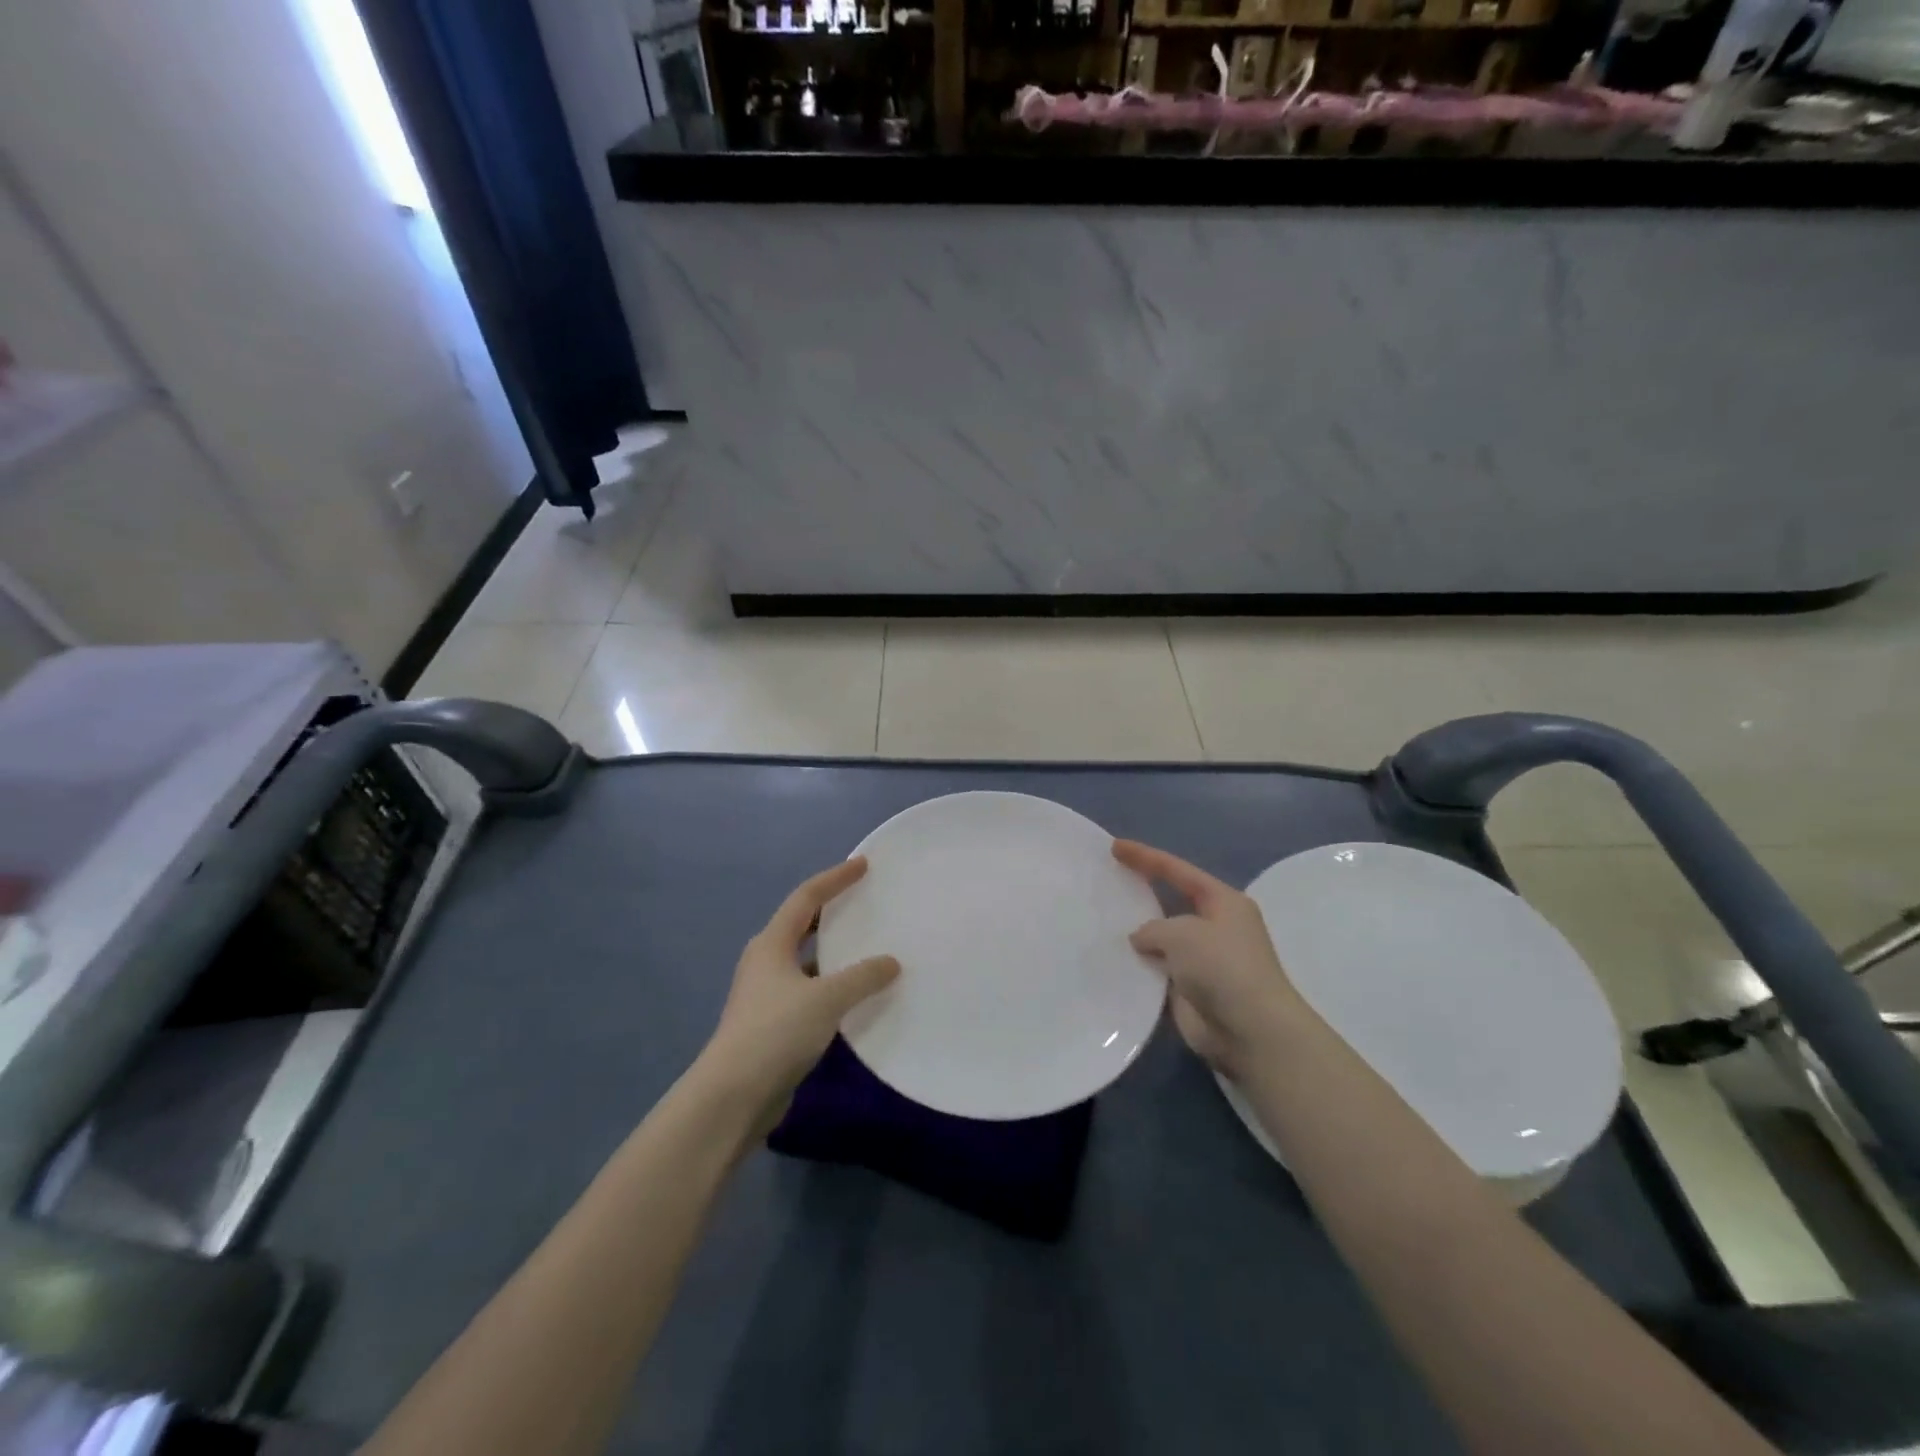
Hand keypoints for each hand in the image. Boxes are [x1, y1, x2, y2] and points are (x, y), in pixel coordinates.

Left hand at [696, 857, 899, 1121]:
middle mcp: (766, 962)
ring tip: (868, 946)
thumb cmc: (776, 1032)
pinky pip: (809, 991)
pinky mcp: (772, 1024)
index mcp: (772, 944)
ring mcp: (766, 994)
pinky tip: (855, 996)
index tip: (862, 865)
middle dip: (832, 911)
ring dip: (833, 952)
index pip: (806, 897)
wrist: (732, 1096)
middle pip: (802, 925)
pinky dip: (831, 985)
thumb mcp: (826, 999)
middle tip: (865, 902)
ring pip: (806, 960)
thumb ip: (862, 977)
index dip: (835, 878)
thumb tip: (891, 962)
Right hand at [1112, 839, 1305, 1080]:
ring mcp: (1203, 960)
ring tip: (1098, 921)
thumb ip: (1152, 928)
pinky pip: (1157, 969)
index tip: (1115, 847)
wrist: (1250, 1031)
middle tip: (1106, 882)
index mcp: (1223, 902)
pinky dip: (1137, 965)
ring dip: (1136, 934)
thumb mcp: (1182, 933)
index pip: (1178, 870)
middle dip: (1141, 893)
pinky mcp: (1190, 989)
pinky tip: (1109, 959)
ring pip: (1161, 939)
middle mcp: (1215, 927)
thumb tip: (1141, 940)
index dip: (1146, 857)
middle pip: (1170, 902)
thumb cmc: (1222, 967)